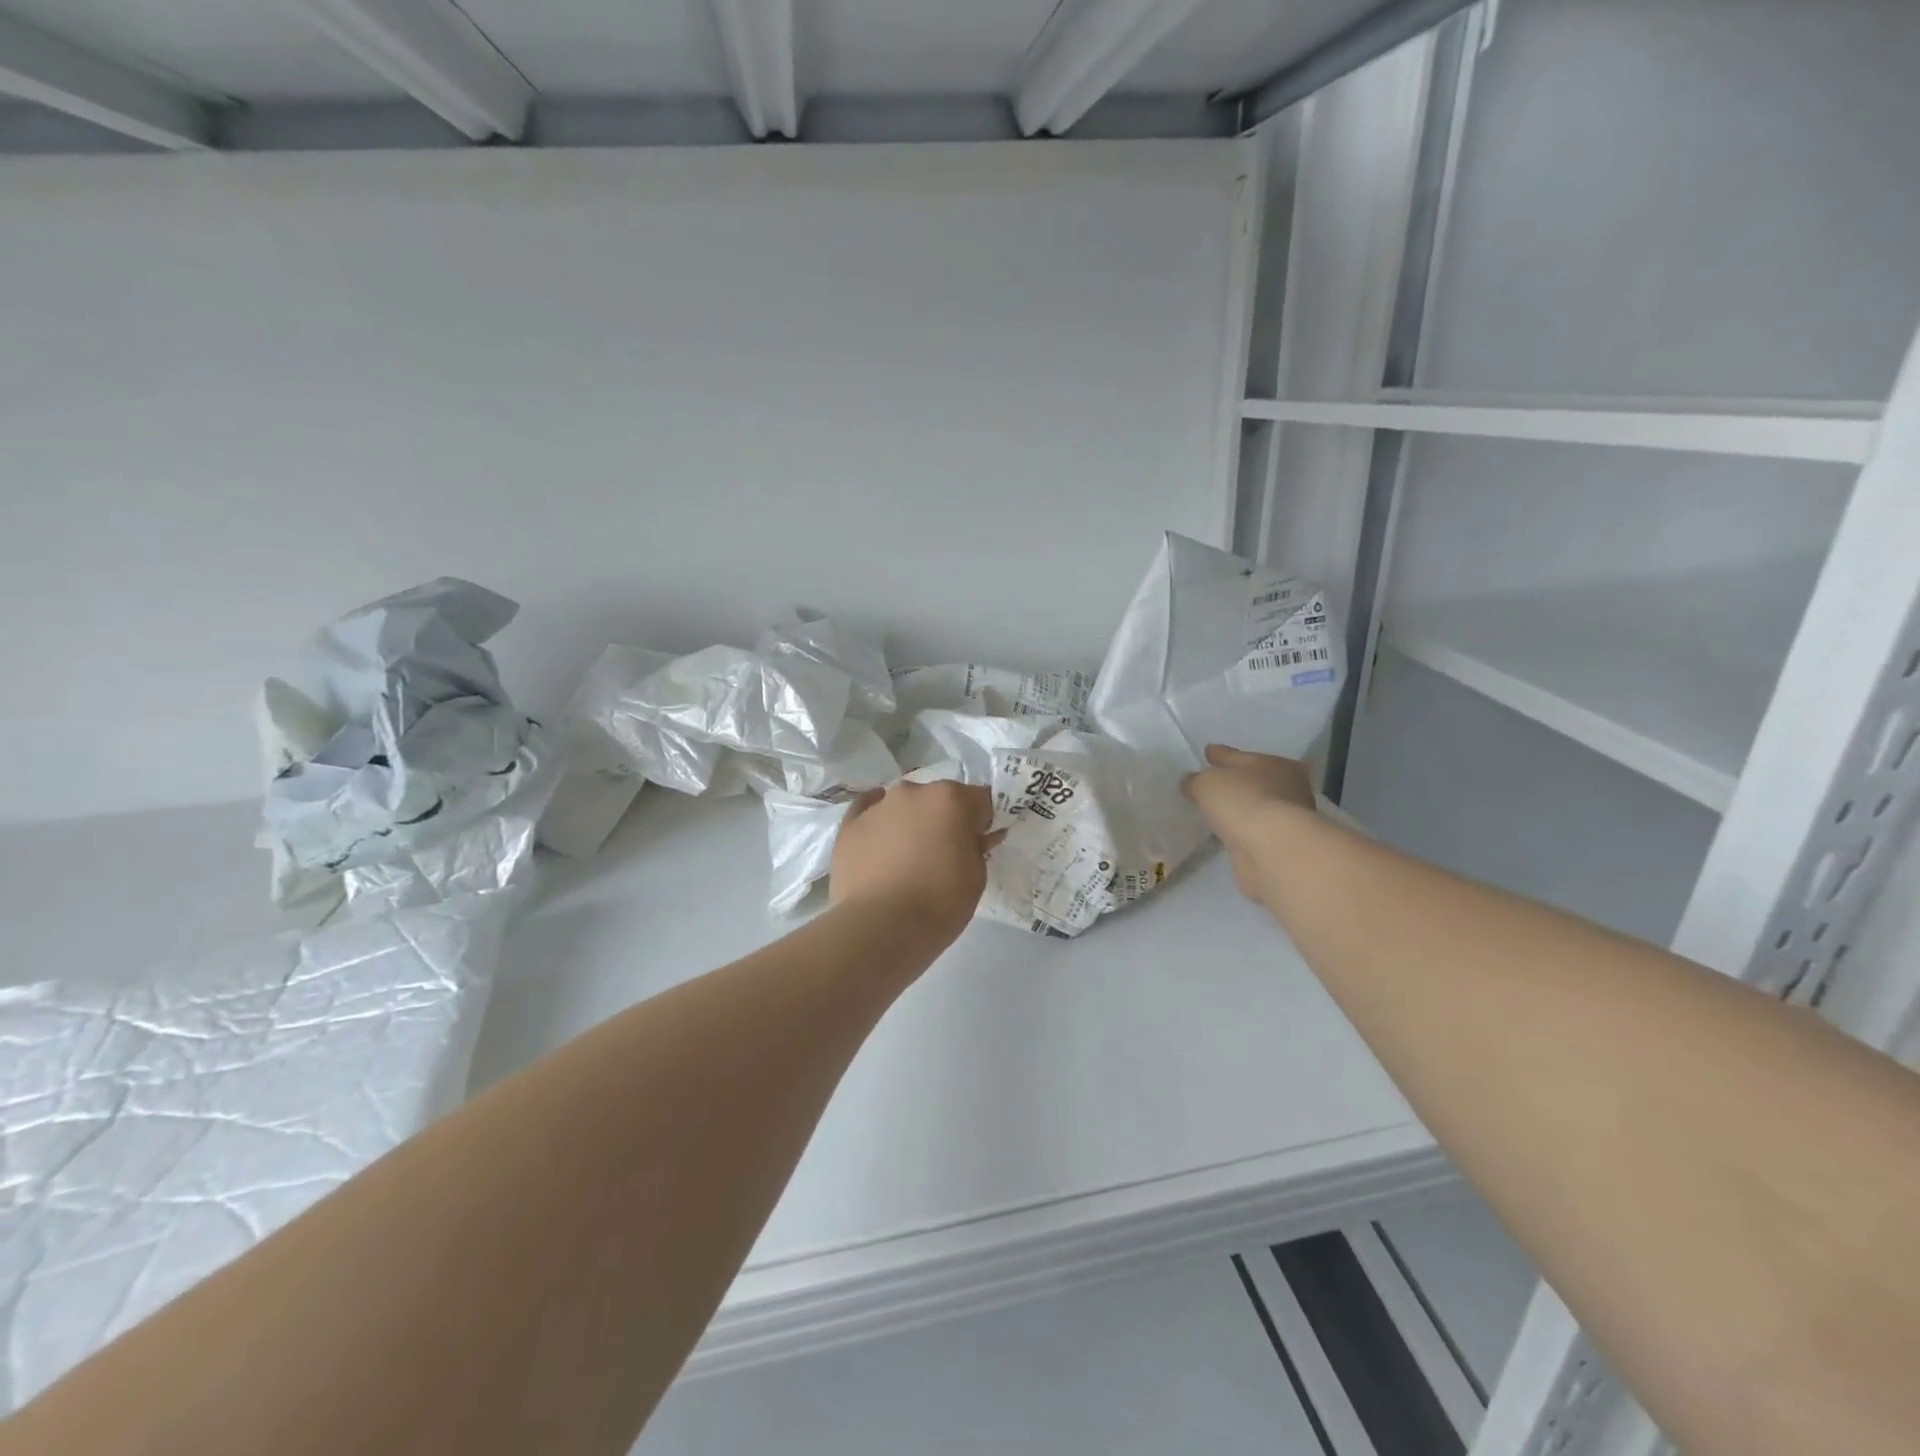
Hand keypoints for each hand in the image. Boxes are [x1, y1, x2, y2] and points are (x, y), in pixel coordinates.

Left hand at [830, 780, 1000, 937]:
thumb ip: (977, 846)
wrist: (881, 927)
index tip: (979, 842)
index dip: (982, 821)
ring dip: (910, 821)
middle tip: (943, 853)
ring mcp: (878, 806)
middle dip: (944, 818)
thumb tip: (974, 836)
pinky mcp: (849, 824)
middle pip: (938, 798)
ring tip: (907, 858)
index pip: (979, 799)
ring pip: (903, 805)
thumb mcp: (977, 877)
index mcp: (950, 798)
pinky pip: (867, 811)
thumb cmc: (940, 902)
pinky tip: (878, 836)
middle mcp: (913, 791)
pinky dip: (876, 821)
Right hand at [1183, 745, 1316, 905]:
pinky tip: (1225, 831)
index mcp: (1274, 764)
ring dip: (1237, 807)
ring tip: (1213, 809)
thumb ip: (1197, 780)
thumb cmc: (1243, 801)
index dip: (1220, 754)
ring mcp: (1285, 818)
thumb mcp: (1208, 783)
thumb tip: (1192, 782)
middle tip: (1209, 783)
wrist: (1271, 849)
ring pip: (1253, 805)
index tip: (1207, 751)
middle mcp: (1287, 788)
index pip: (1239, 755)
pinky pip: (1251, 829)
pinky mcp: (1278, 844)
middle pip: (1252, 779)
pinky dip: (1240, 829)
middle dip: (1233, 780)